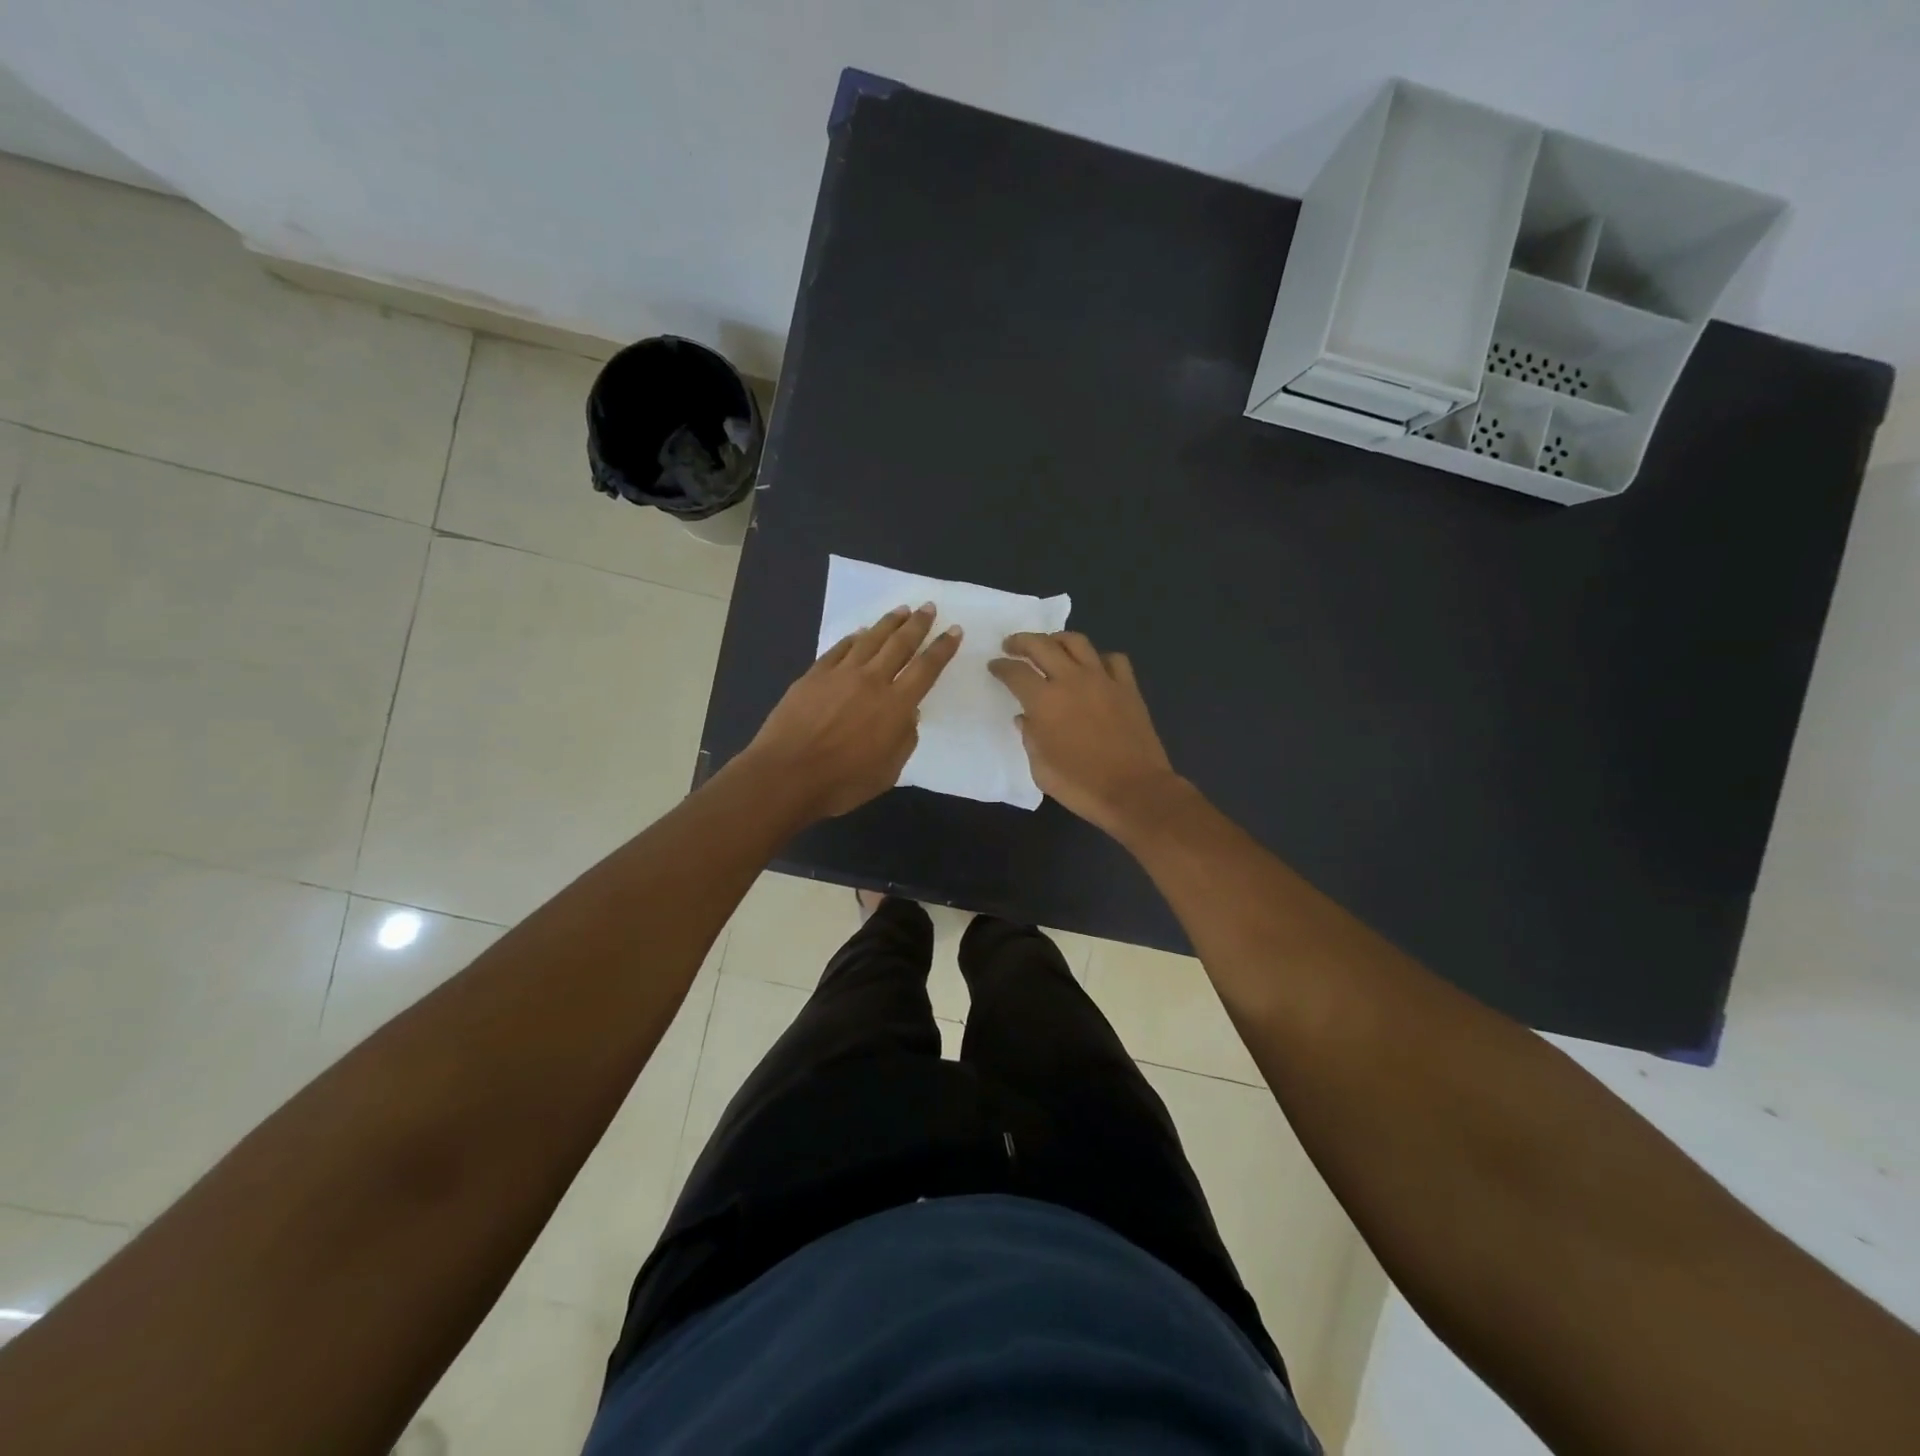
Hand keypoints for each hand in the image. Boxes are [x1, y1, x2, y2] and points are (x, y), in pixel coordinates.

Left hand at [741, 604, 960, 819]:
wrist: (787, 774)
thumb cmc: (842, 782)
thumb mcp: (888, 772)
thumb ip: (904, 740)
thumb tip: (909, 715)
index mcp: (896, 706)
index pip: (926, 669)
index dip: (942, 648)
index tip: (955, 630)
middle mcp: (872, 681)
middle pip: (900, 644)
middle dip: (918, 624)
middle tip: (928, 607)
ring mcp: (840, 674)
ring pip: (870, 639)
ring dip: (889, 623)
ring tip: (902, 610)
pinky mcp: (814, 675)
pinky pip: (839, 649)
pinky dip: (853, 638)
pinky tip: (859, 633)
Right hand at [989, 631, 1180, 835]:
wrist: (1135, 791)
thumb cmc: (1081, 785)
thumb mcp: (1041, 769)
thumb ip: (1030, 737)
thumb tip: (1026, 718)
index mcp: (1044, 701)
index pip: (1015, 672)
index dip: (1001, 666)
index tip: (994, 666)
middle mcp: (1071, 680)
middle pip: (1042, 645)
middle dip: (1021, 641)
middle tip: (1012, 645)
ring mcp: (1103, 680)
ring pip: (1077, 642)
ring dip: (1057, 640)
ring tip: (1050, 646)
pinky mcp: (1128, 688)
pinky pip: (1113, 660)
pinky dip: (1099, 659)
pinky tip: (1093, 668)